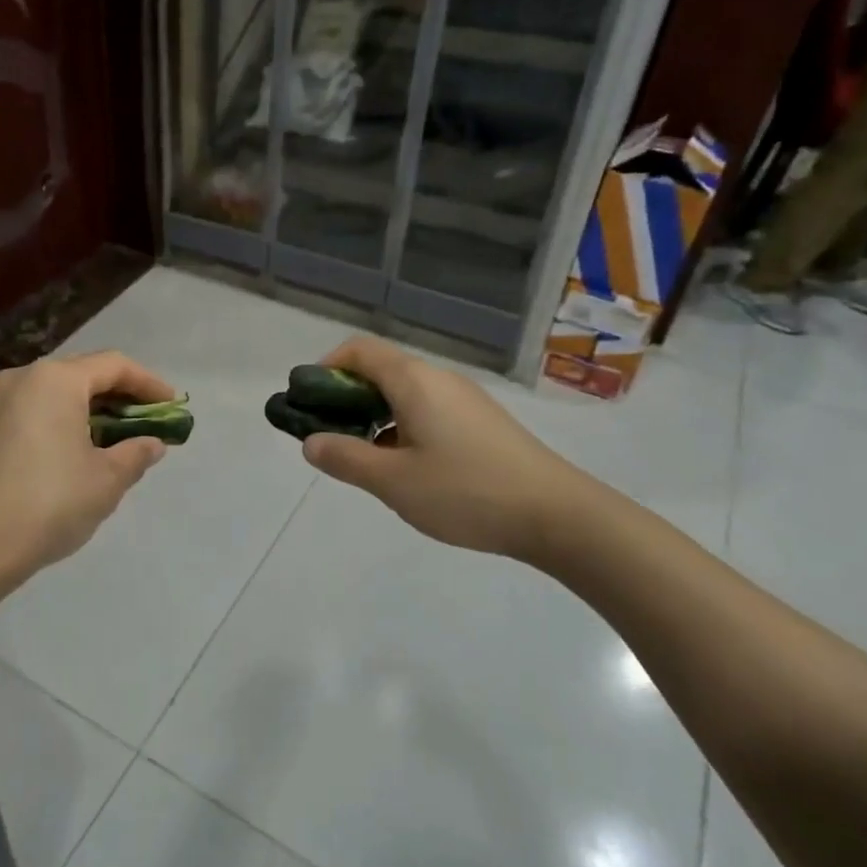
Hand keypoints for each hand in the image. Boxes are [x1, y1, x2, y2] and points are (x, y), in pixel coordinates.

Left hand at [0, 351, 174, 593]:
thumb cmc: (49, 502)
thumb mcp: (106, 480)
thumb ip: (135, 453)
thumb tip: (151, 443)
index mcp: (56, 379)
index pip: (114, 365)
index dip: (149, 384)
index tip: (173, 406)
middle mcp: (24, 378)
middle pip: (84, 374)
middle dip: (121, 397)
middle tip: (148, 423)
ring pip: (58, 393)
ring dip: (92, 411)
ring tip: (118, 440)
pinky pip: (36, 411)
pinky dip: (64, 421)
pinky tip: (79, 451)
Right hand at [298, 337, 598, 565]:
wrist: (558, 515)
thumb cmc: (466, 491)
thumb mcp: (393, 481)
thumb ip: (345, 458)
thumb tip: (311, 442)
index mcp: (414, 380)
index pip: (358, 351)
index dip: (325, 369)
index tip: (308, 405)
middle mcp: (438, 379)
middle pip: (380, 371)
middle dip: (345, 398)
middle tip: (330, 439)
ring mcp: (464, 400)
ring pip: (404, 394)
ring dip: (374, 417)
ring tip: (365, 460)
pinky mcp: (481, 423)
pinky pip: (428, 411)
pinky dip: (402, 428)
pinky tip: (406, 469)